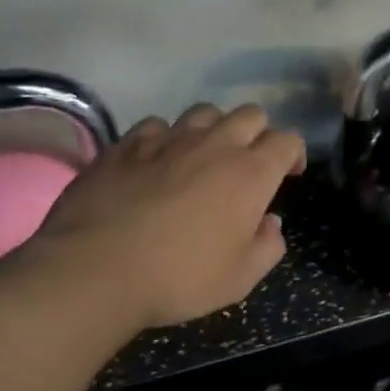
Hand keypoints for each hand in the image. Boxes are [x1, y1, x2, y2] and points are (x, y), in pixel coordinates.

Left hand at [27, 103, 305, 330]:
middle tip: (249, 166)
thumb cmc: (181, 278)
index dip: (293, 155)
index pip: (287, 141)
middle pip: (250, 115)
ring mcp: (167, 139)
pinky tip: (158, 163)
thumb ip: (267, 246)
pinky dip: (167, 139)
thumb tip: (270, 222)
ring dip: (214, 130)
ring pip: (204, 112)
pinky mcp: (126, 144)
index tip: (288, 176)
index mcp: (250, 174)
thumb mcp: (241, 278)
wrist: (96, 269)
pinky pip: (157, 126)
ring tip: (204, 158)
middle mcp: (214, 145)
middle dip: (258, 134)